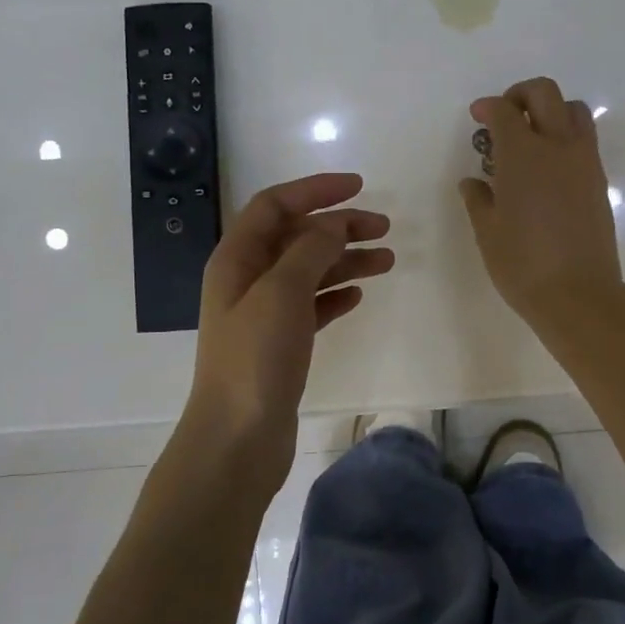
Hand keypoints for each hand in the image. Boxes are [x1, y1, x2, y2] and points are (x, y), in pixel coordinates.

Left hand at [184, 173, 392, 474]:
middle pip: (297, 237)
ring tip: (387, 260)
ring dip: (346, 260)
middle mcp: (247, 279)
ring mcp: (263, 314)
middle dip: (339, 226)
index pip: (275, 205)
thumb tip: (334, 223)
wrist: (237, 437)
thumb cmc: (255, 358)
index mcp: (237, 258)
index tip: (359, 186)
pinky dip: (335, 295)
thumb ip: (310, 249)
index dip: (315, 190)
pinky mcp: (280, 344)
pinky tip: (358, 295)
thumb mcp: (283, 291)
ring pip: (310, 271)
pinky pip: (312, 306)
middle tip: (384, 227)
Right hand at [459, 77, 623, 337]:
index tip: (477, 117)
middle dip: (521, 94)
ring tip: (532, 137)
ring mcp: (584, 162)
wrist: (578, 294)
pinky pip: (585, 139)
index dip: (488, 107)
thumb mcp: (488, 232)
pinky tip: (548, 167)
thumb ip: (479, 199)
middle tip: (504, 116)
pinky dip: (566, 136)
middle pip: (545, 93)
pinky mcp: (599, 180)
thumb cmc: (522, 264)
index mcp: (523, 155)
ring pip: (574, 110)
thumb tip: (473, 182)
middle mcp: (557, 147)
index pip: (505, 111)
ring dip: (551, 111)